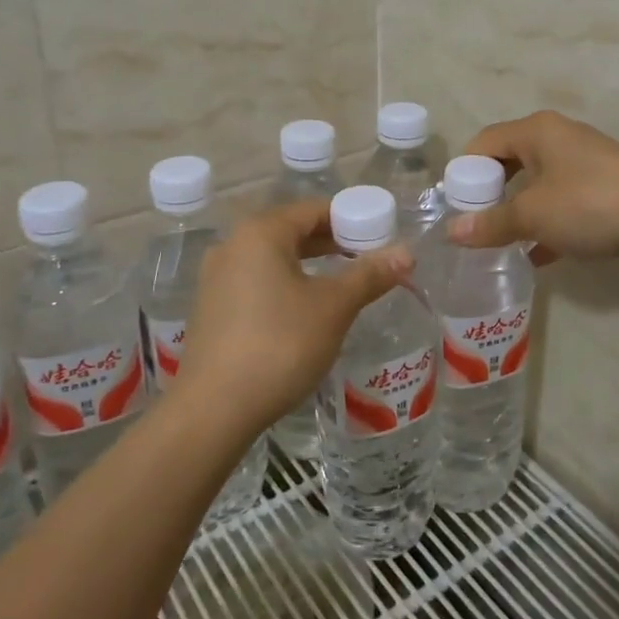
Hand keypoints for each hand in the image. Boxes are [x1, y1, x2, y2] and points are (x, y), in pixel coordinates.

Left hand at [171, 200, 412, 434]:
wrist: (215, 408)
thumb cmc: (280, 344)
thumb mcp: (333, 307)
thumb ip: (369, 275)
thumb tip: (406, 252)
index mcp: (261, 233)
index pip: (313, 210)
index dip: (350, 220)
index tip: (379, 238)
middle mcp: (232, 245)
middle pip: (291, 231)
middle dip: (331, 243)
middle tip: (367, 262)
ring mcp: (216, 277)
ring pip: (273, 259)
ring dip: (308, 266)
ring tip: (341, 286)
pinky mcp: (211, 308)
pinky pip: (255, 282)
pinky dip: (284, 286)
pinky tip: (303, 312)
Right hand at [447, 110, 618, 264]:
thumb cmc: (589, 203)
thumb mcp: (532, 215)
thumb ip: (490, 223)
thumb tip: (452, 232)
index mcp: (536, 131)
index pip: (484, 141)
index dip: (465, 171)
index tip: (455, 205)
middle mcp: (558, 138)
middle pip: (510, 161)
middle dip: (491, 193)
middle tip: (476, 224)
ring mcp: (584, 163)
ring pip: (538, 184)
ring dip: (518, 211)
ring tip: (501, 242)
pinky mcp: (604, 188)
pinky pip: (562, 202)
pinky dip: (546, 224)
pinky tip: (537, 256)